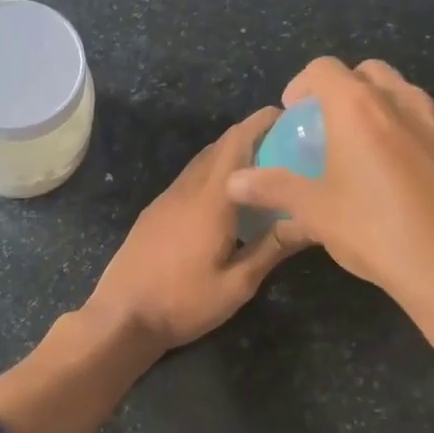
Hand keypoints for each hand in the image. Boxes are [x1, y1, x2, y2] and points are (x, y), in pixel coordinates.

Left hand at [85, 108, 300, 351]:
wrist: (122, 316)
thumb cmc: (183, 302)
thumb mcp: (237, 284)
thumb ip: (272, 248)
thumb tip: (311, 220)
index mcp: (210, 199)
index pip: (237, 143)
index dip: (262, 123)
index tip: (290, 117)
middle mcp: (187, 188)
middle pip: (220, 147)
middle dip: (252, 136)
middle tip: (287, 145)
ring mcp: (167, 198)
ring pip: (203, 162)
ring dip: (231, 155)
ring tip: (264, 169)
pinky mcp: (155, 212)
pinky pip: (190, 179)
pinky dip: (214, 174)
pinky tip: (229, 198)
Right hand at [225, 58, 433, 395]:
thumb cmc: (378, 233)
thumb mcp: (317, 212)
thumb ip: (274, 188)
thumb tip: (233, 181)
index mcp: (360, 108)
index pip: (324, 69)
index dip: (303, 84)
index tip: (295, 112)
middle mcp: (406, 101)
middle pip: (369, 73)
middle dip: (346, 90)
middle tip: (332, 128)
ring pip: (408, 97)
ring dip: (384, 110)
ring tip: (372, 154)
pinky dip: (417, 136)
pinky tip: (414, 180)